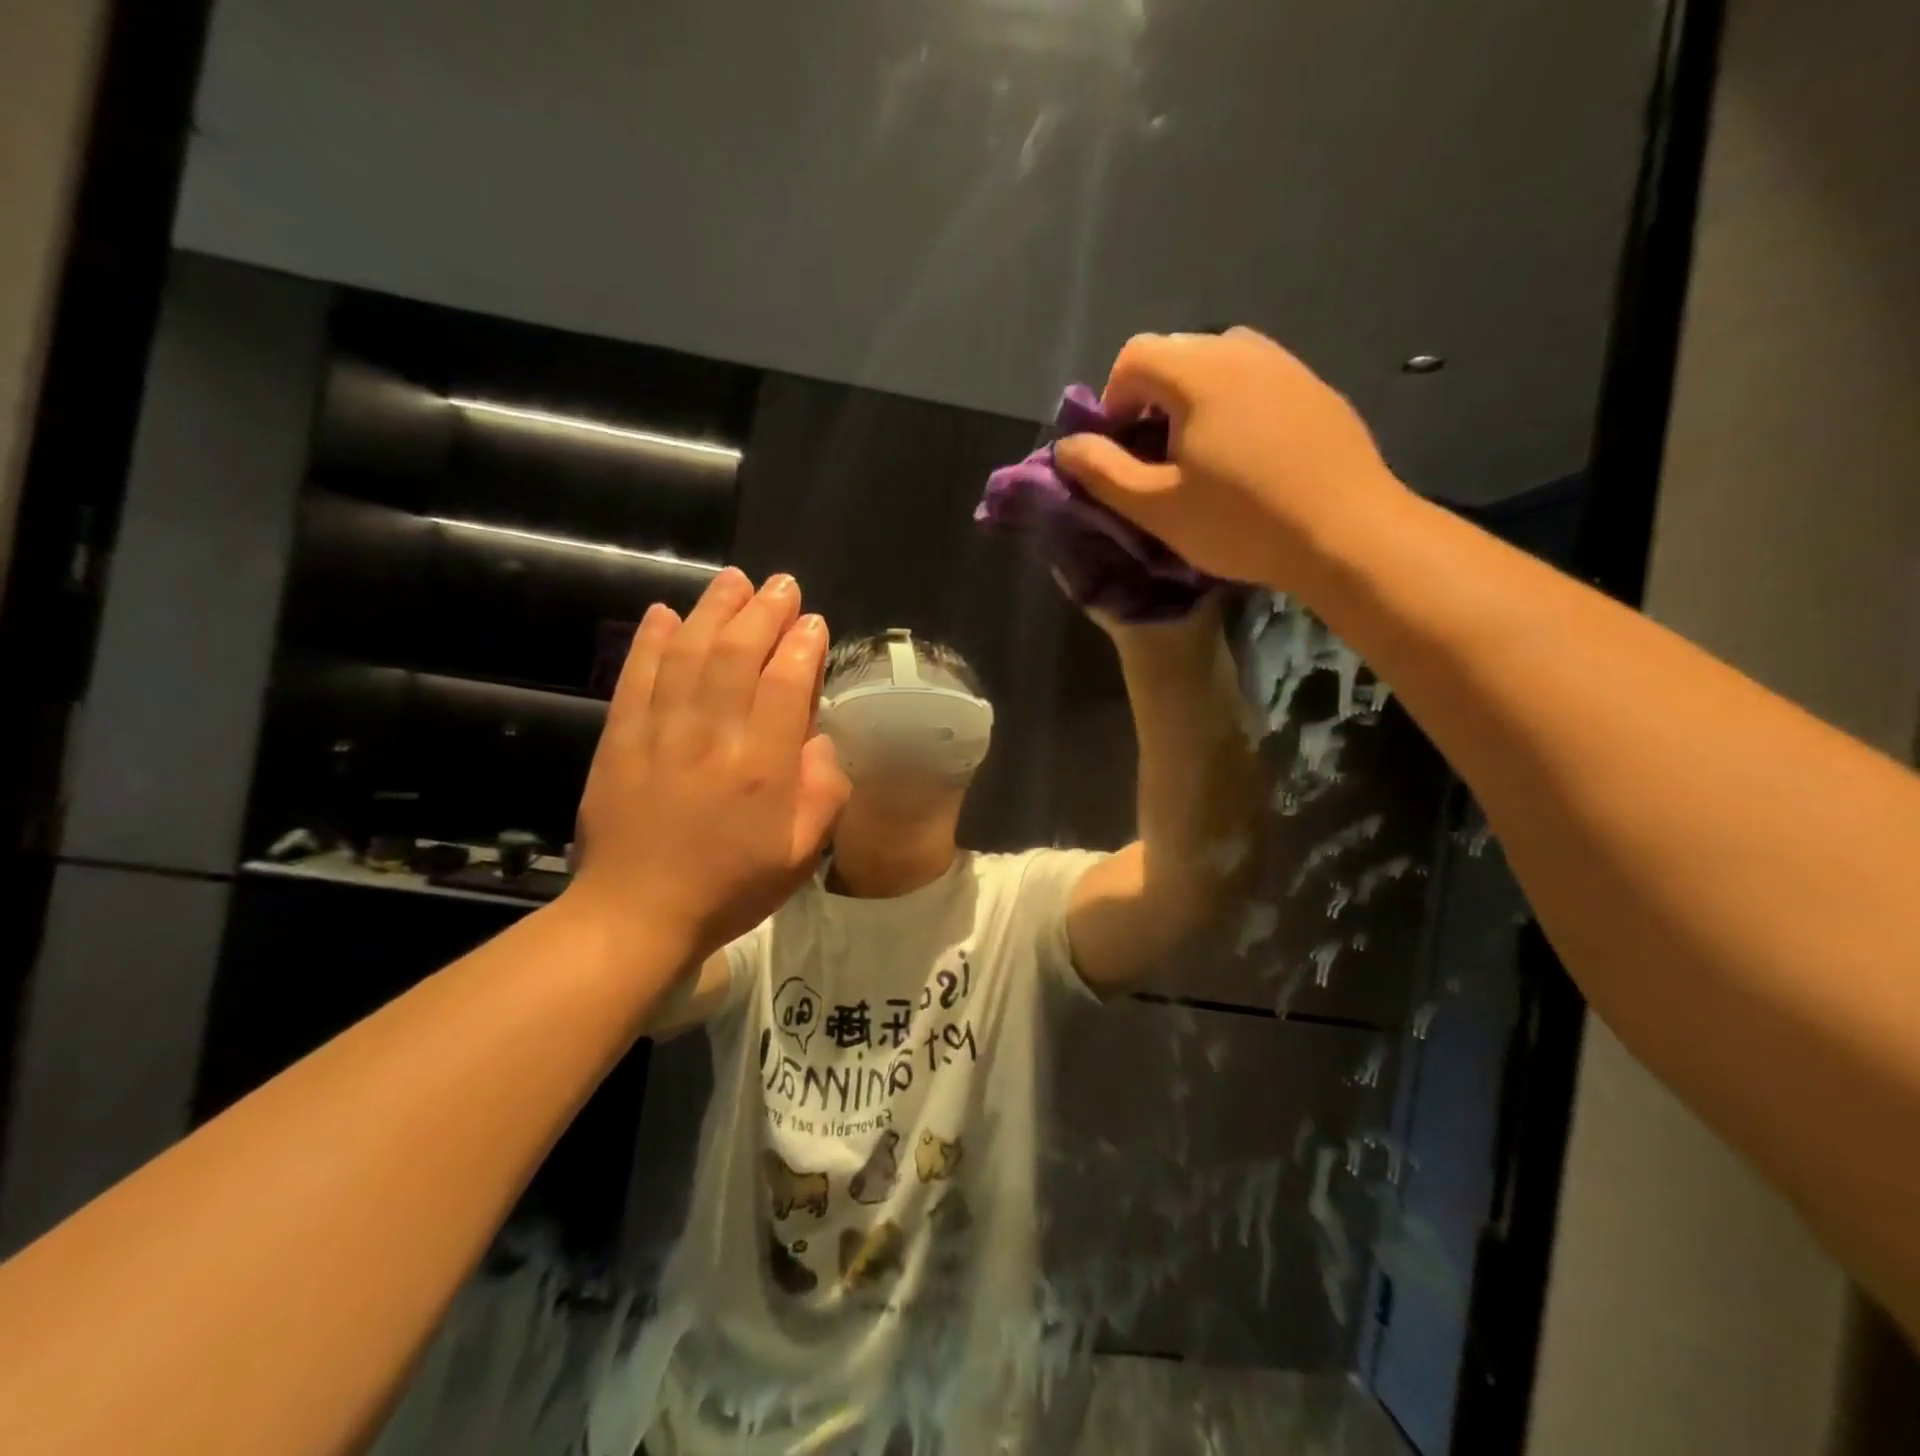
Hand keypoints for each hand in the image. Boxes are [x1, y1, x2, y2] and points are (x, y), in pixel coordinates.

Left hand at [566, 569, 849, 975]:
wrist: (636, 914)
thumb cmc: (730, 887)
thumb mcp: (802, 854)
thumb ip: (823, 792)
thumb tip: (819, 741)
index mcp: (762, 770)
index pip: (785, 686)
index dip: (802, 646)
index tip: (812, 623)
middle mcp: (712, 740)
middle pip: (737, 656)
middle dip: (762, 612)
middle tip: (781, 585)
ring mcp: (659, 735)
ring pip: (687, 655)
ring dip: (712, 611)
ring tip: (733, 581)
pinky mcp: (620, 740)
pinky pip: (636, 678)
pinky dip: (650, 641)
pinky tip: (664, 613)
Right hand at [1053, 328, 1409, 590]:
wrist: (1347, 533)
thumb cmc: (1241, 521)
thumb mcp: (1156, 506)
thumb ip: (1102, 472)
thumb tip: (1066, 447)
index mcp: (1198, 371)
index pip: (1133, 356)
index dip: (1112, 401)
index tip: (1121, 450)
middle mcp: (1242, 349)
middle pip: (1175, 353)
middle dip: (1151, 399)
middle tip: (1157, 457)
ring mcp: (1286, 365)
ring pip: (1218, 364)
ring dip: (1192, 400)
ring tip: (1200, 455)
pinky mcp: (1315, 388)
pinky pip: (1256, 380)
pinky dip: (1234, 405)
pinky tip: (1247, 457)